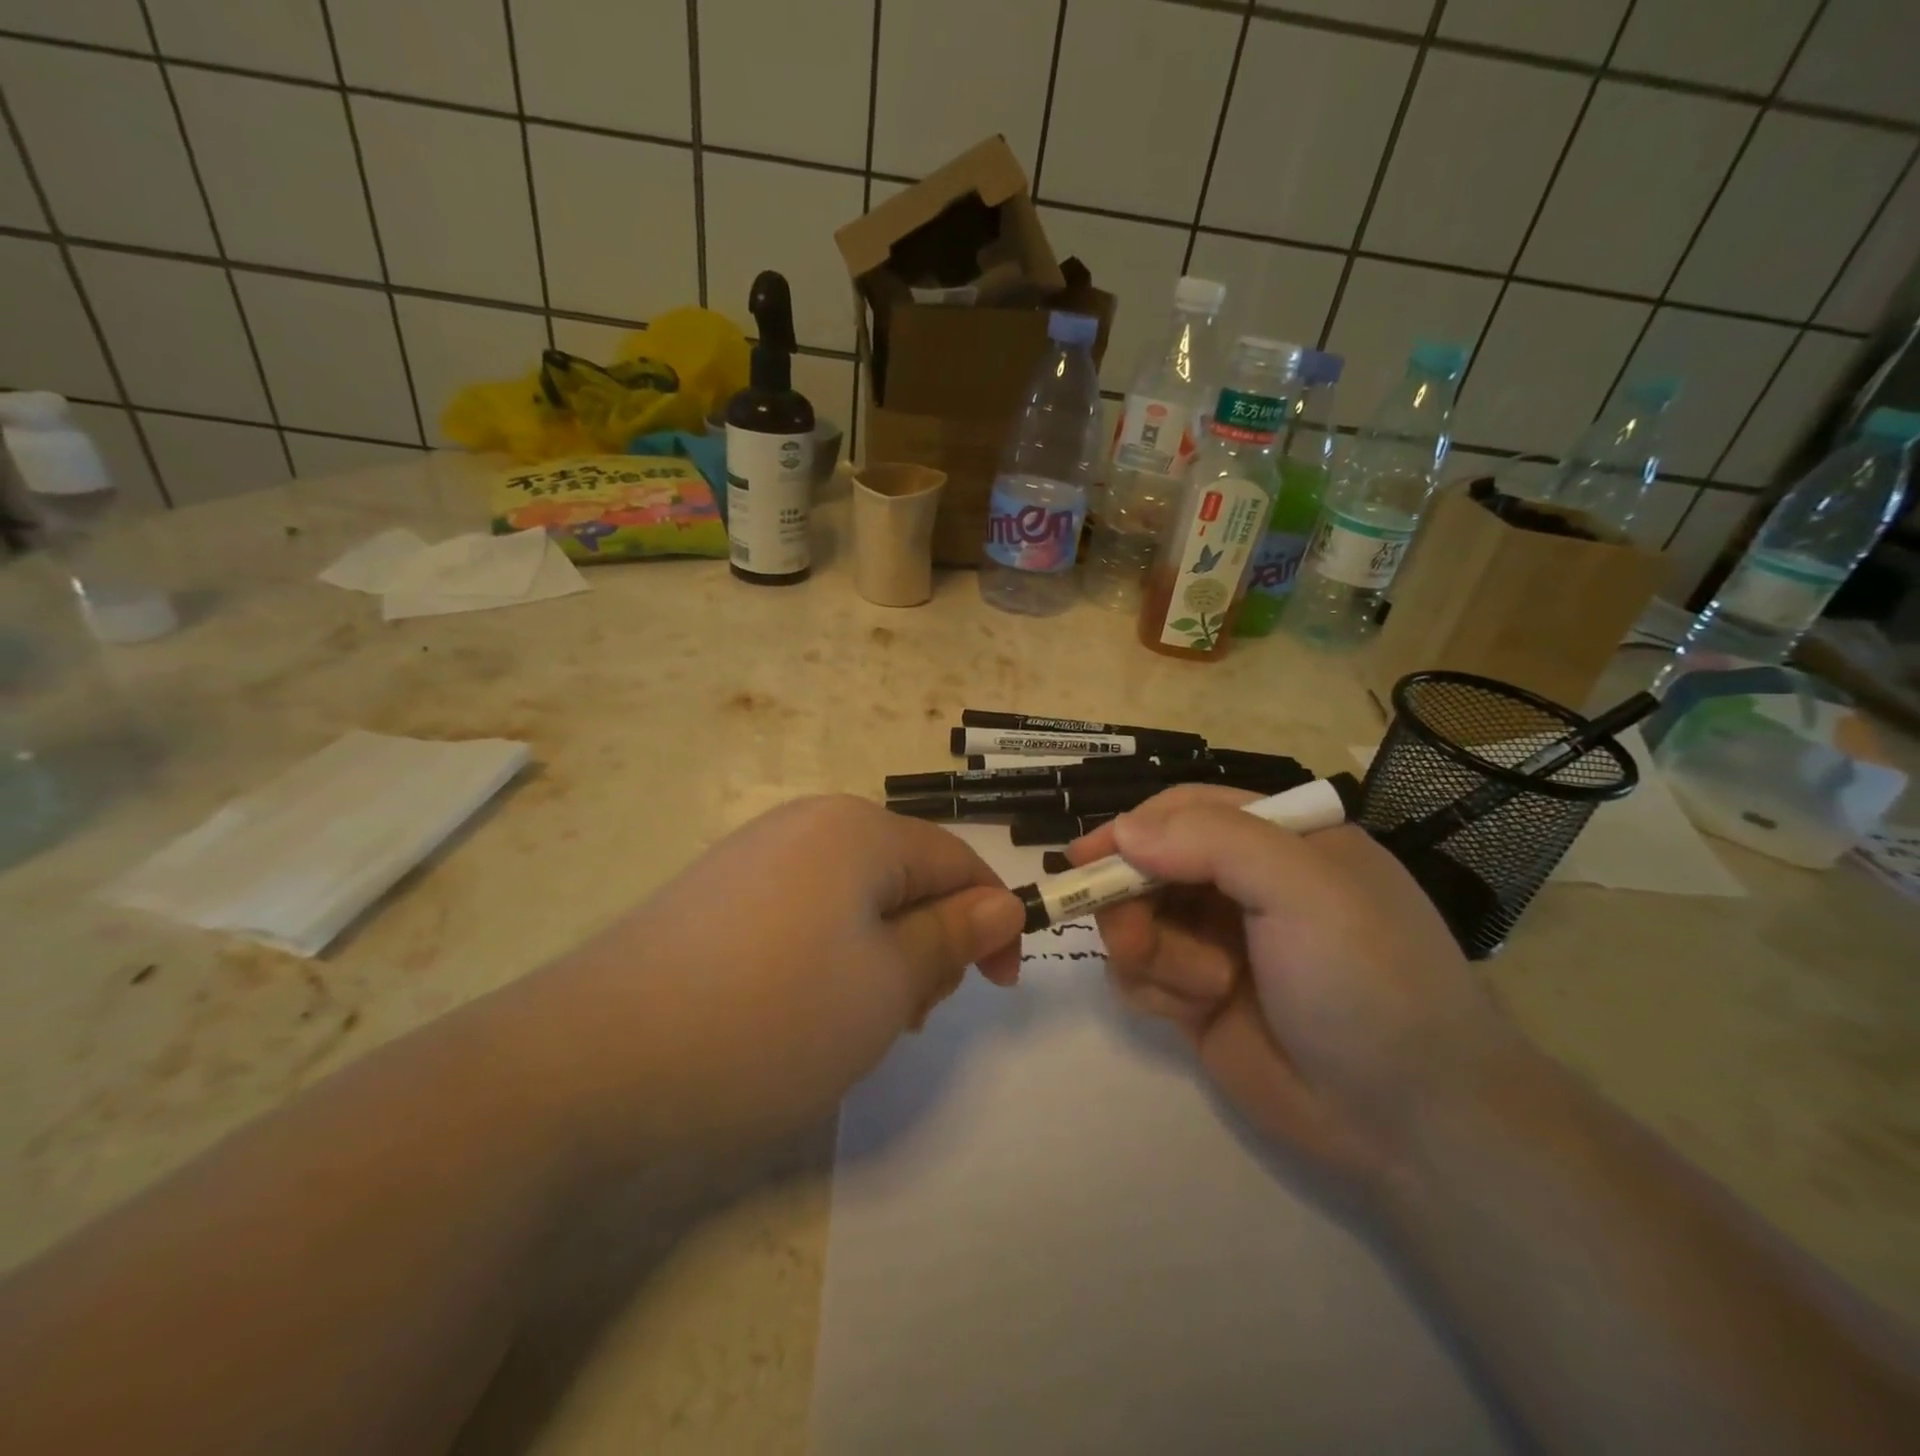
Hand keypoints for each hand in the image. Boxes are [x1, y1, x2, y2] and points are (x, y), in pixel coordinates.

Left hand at [506, 795, 1026, 1159]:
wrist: (592, 1062)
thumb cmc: (770, 1018)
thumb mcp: (888, 986)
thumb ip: (952, 938)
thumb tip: (1000, 905)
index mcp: (858, 829)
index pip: (957, 861)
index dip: (992, 921)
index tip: (997, 988)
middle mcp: (807, 825)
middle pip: (904, 877)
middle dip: (928, 942)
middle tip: (909, 1016)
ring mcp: (754, 857)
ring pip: (855, 901)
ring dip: (880, 956)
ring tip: (853, 1023)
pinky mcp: (717, 896)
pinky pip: (804, 915)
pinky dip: (828, 959)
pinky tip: (799, 1011)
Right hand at [1069, 786, 1524, 1192]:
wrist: (1411, 1123)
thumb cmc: (1367, 982)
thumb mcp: (1304, 890)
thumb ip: (1212, 842)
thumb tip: (1123, 831)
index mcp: (1280, 840)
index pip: (1185, 809)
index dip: (1132, 828)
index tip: (1085, 858)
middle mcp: (1244, 884)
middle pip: (1148, 865)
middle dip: (1132, 899)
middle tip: (1135, 937)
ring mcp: (1217, 941)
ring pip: (1134, 920)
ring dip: (1151, 951)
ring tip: (1201, 989)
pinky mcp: (1196, 995)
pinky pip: (1138, 972)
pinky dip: (1154, 988)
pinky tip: (1194, 1013)